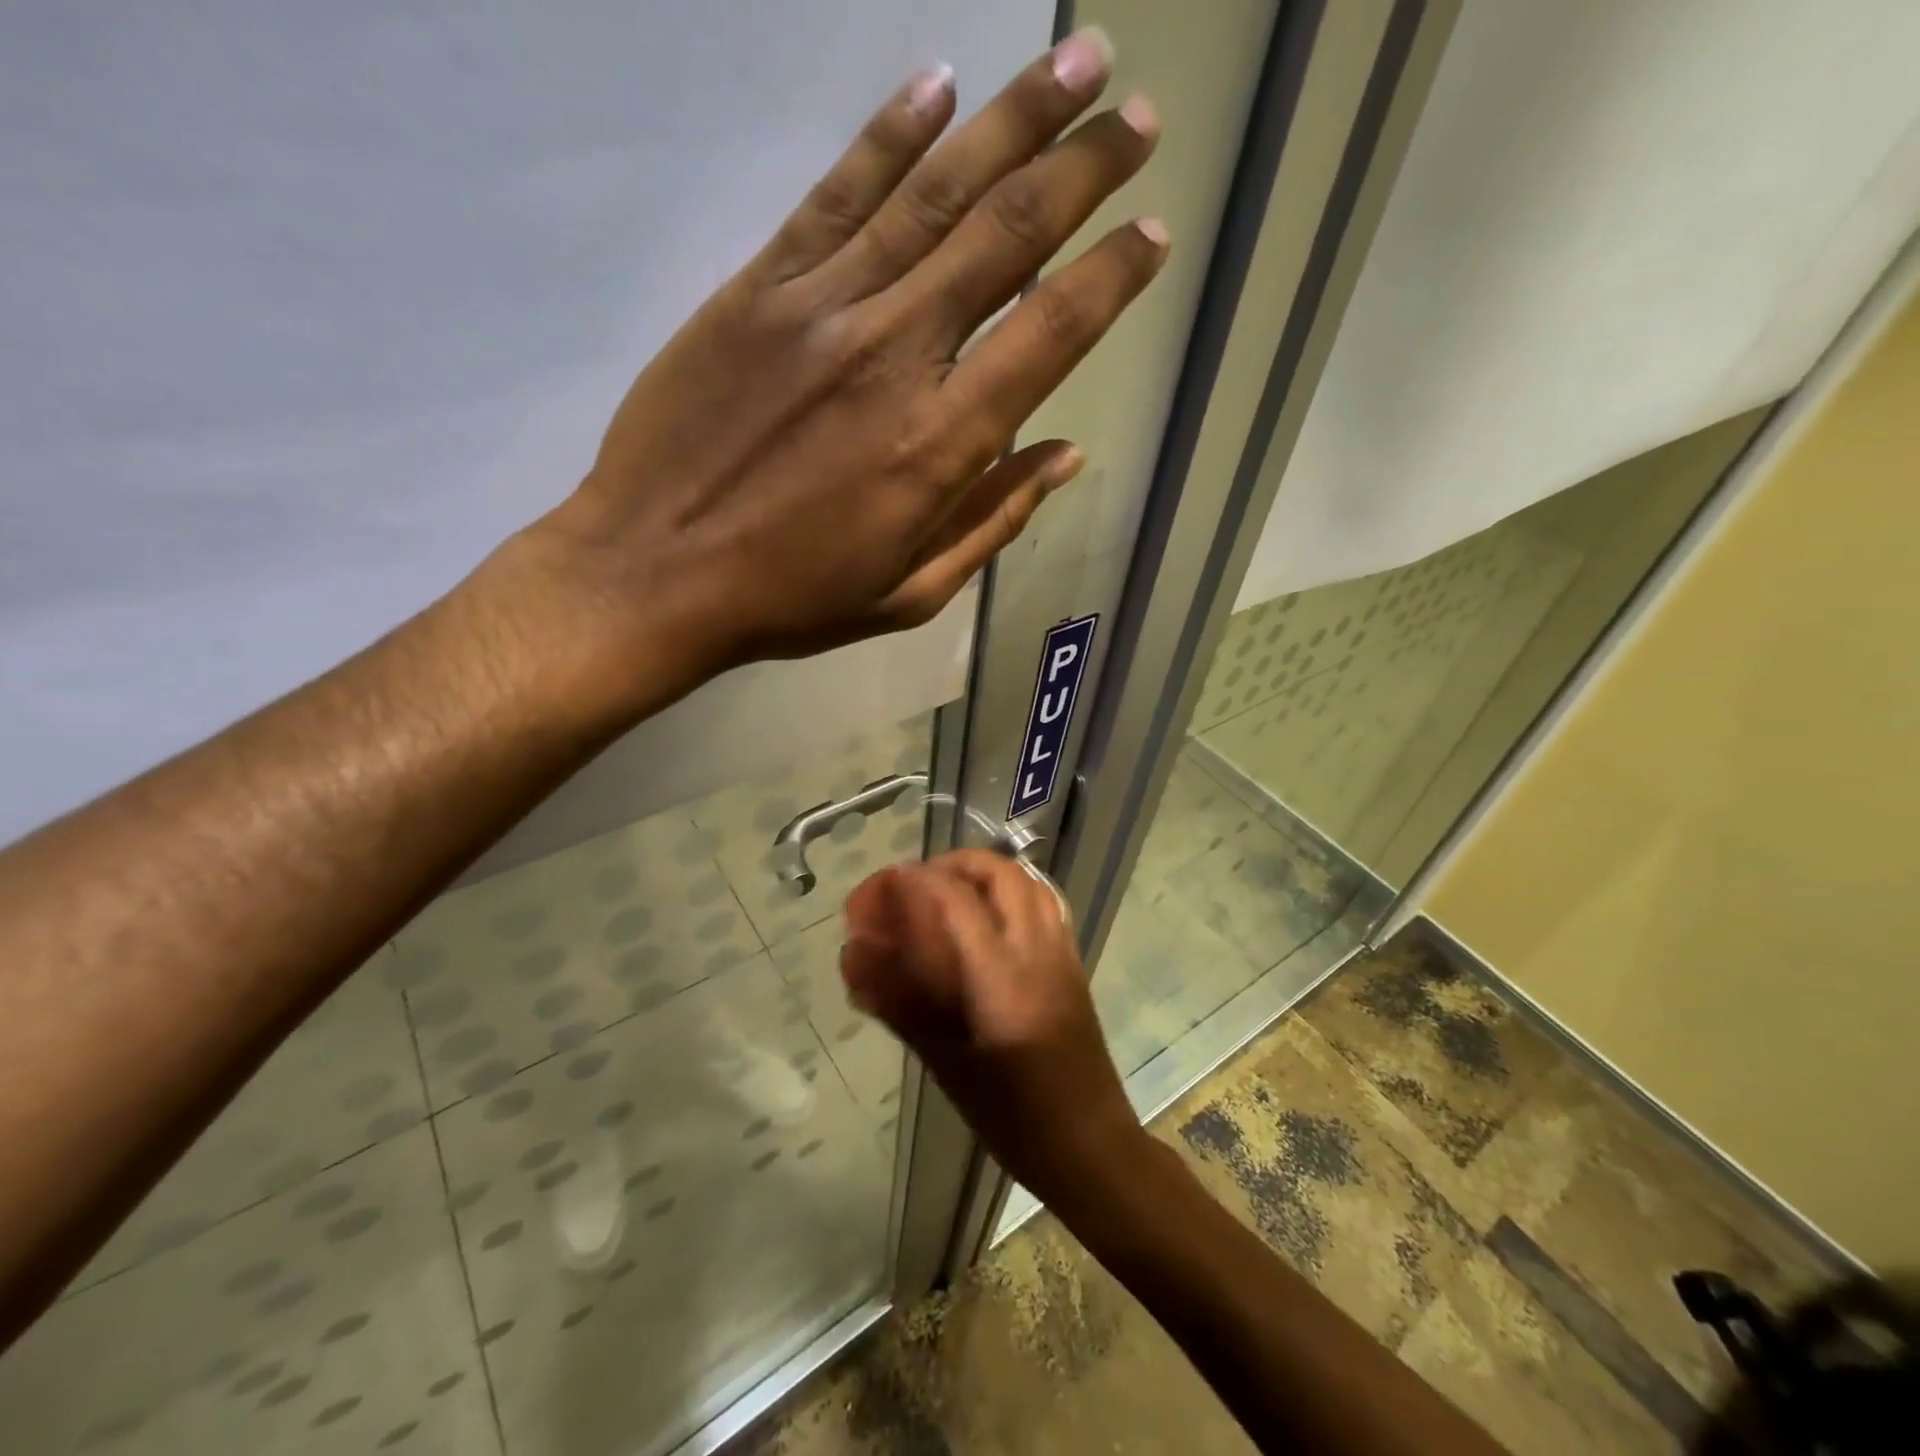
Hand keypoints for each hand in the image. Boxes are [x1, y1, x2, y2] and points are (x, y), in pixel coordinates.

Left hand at [521, 28, 1165, 707]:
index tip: (1152, 234)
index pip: (1050, 334)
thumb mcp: (910, 593)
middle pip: (1005, 238)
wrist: (656, 573)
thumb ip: (992, 521)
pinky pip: (835, 194)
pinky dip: (889, 135)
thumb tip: (1065, 455)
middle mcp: (895, 355)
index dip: (1110, 278)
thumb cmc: (791, 599)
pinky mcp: (757, 289)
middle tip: (1136, 116)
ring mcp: (822, 309)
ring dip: (1012, 121)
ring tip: (1076, 59)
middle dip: (1081, 169)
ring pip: (933, 194)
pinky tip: (938, 85)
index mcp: (940, 444)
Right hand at [840, 850, 1144, 1196]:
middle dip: (949, 866)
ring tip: (945, 895)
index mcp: (1003, 982)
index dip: (909, 884)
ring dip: (982, 874)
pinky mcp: (1074, 963)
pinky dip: (1009, 892)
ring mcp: (1063, 954)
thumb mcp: (947, 1067)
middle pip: (999, 873)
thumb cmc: (1014, 1119)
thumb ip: (901, 1005)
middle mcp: (1038, 953)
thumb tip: (855, 958)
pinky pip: (1044, 903)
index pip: (954, 902)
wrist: (1091, 1147)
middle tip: (912, 887)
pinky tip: (985, 920)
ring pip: (1026, 882)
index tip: (875, 893)